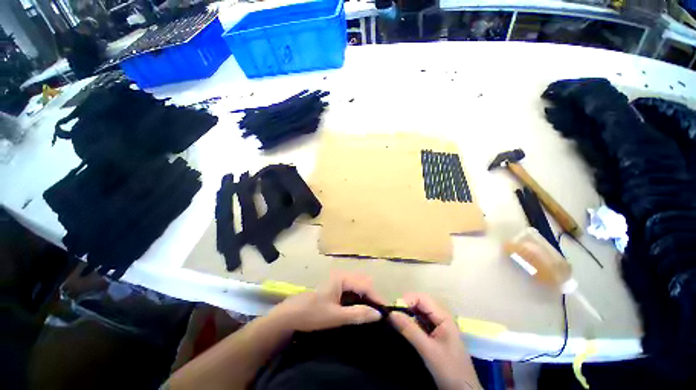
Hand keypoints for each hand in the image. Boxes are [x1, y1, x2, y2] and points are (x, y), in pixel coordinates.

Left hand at [268, 273, 383, 331]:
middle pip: (363, 284)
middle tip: (378, 314)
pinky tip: (359, 311)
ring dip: (365, 299)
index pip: (366, 285)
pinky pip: (351, 292)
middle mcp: (342, 276)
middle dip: (372, 297)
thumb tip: (378, 314)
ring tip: (372, 314)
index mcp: (342, 278)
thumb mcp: (336, 316)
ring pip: (358, 288)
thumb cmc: (312, 313)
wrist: (290, 315)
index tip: (385, 313)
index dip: (376, 298)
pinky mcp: (335, 288)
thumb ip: (358, 314)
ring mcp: (338, 281)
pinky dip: (358, 300)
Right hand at [389, 293, 480, 389]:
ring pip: (419, 312)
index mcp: (443, 316)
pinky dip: (410, 322)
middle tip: (392, 316)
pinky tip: (403, 328)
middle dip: (405, 306)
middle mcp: (441, 317)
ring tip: (395, 321)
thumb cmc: (449, 369)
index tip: (393, 310)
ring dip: (407, 314)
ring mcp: (438, 325)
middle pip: (420, 303)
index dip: (407, 300)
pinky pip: (420, 322)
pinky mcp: (434, 334)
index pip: (422, 298)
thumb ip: (410, 330)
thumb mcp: (428, 350)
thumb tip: (391, 313)